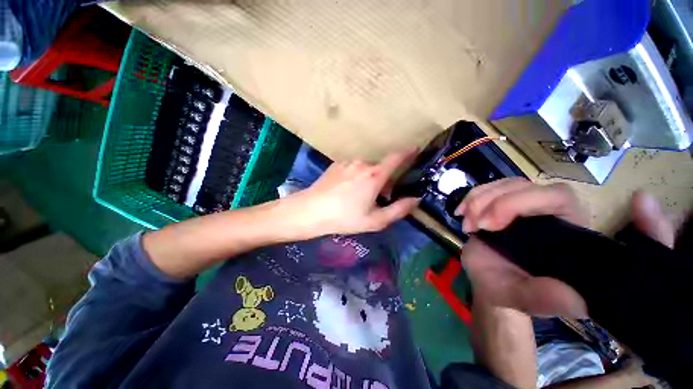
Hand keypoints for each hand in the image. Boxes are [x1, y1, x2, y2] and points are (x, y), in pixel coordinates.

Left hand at [286, 148, 419, 236]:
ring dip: (369, 179)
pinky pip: (352, 168)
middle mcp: (362, 163)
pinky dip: (356, 177)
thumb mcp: (375, 220)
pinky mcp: (336, 165)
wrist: (311, 211)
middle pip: (380, 168)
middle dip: (383, 181)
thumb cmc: (345, 218)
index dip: (408, 152)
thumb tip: (415, 199)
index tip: (415, 149)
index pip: (396, 158)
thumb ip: (399, 209)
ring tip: (358, 197)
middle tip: (377, 199)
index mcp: (375, 175)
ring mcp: (347, 163)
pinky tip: (345, 191)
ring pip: (366, 169)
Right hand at [455, 178, 674, 317]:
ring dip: (477, 200)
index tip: (490, 226)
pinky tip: (461, 213)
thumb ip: (545, 298)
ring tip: (467, 225)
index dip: (521, 202)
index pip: (557, 197)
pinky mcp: (501, 205)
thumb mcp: (523, 299)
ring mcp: (523, 206)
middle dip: (492, 202)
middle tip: (473, 226)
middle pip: (524, 186)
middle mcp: (549, 212)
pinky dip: (470, 198)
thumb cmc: (508, 291)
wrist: (487, 282)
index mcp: (566, 232)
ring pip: (503, 185)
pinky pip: (486, 189)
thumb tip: (577, 301)